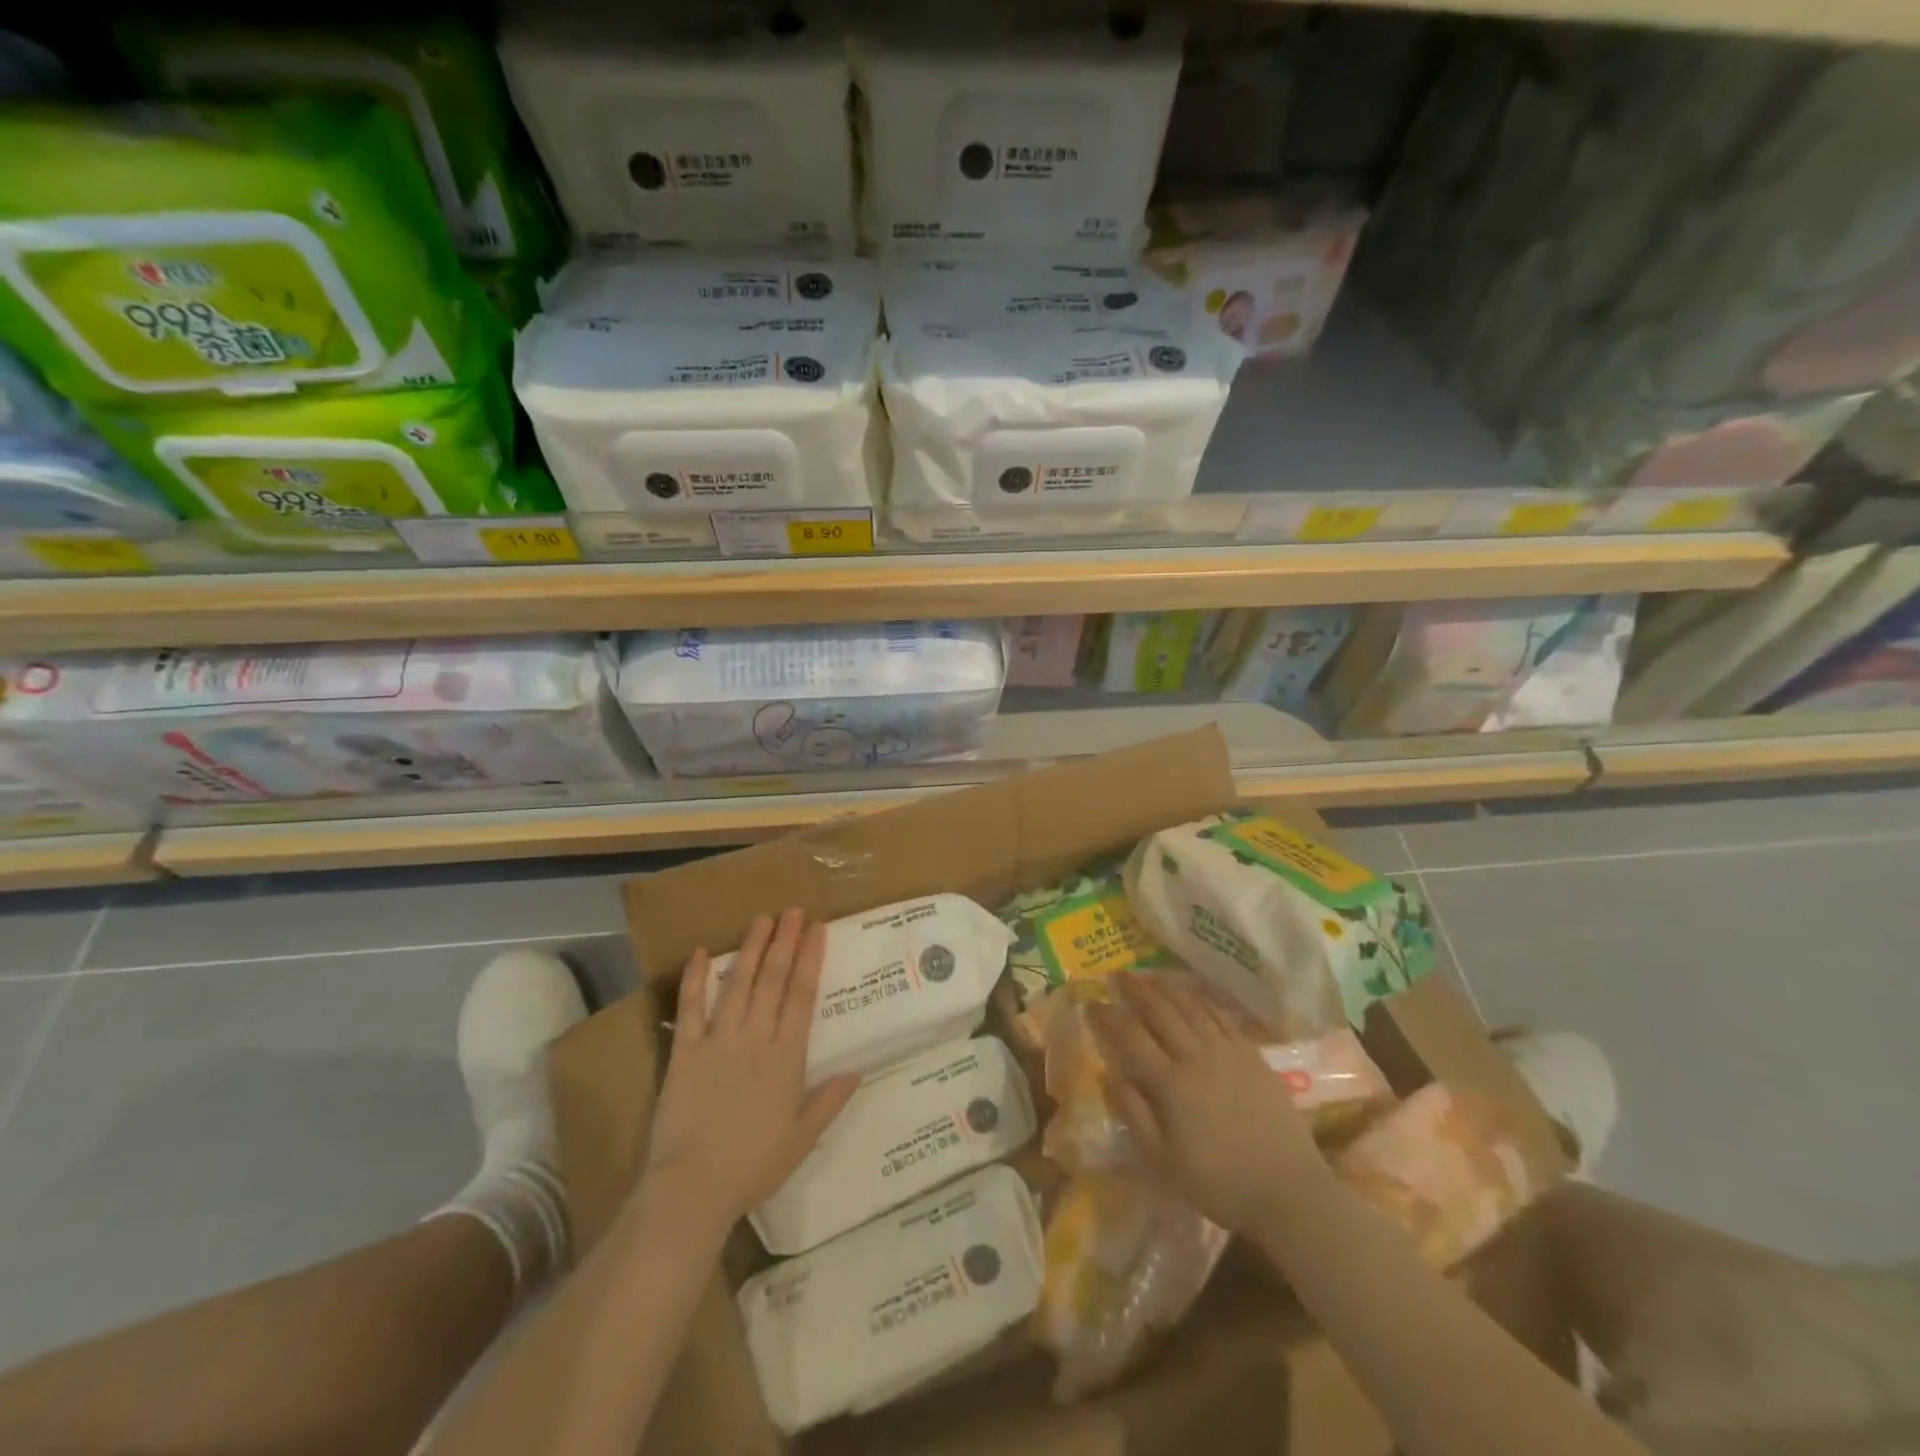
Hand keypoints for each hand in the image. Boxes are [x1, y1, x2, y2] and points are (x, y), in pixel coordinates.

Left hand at [641, 908, 859, 1227]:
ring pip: (738, 983)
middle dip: (785, 941)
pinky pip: (690, 1008)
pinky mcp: (685, 1051)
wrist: (693, 1187)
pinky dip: (695, 979)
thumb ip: (829, 1100)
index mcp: (786, 1055)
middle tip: (793, 910)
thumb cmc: (753, 1165)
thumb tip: (858, 1070)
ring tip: (762, 919)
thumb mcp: (802, 1137)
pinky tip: (700, 952)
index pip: (803, 994)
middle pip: (774, 979)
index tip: (818, 928)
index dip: (811, 958)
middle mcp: (755, 1037)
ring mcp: (718, 1040)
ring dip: (752, 948)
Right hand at [1089, 973, 1326, 1232]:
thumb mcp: (1164, 1161)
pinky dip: (1202, 999)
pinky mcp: (1253, 1055)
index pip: (1131, 1038)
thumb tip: (1109, 1075)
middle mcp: (1196, 1057)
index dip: (1108, 1017)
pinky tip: (1193, 992)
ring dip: (1167, 987)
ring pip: (1191, 1007)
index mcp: (1171, 1084)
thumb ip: (1135, 1114)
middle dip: (1136, 990)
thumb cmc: (1220, 1183)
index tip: (1091, 1002)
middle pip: (1161, 1012)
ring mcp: (1228, 1052)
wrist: (1289, 1191)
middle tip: (1118, 974)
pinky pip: (1222, 1016)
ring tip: (1150, 974)